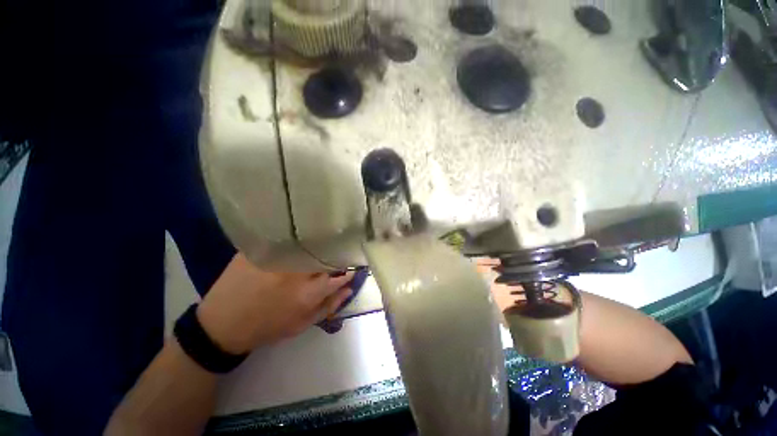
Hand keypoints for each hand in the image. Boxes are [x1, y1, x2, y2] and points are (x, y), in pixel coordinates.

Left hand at [196, 253, 354, 354]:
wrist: (221, 325)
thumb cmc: (266, 327)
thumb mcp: (301, 324)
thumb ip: (329, 306)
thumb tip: (349, 288)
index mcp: (307, 292)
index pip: (339, 274)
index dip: (347, 269)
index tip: (350, 266)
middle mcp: (295, 272)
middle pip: (326, 254)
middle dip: (335, 253)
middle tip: (336, 254)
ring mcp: (276, 257)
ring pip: (308, 243)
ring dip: (318, 244)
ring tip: (320, 245)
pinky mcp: (257, 248)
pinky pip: (285, 238)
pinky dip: (296, 238)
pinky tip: (298, 238)